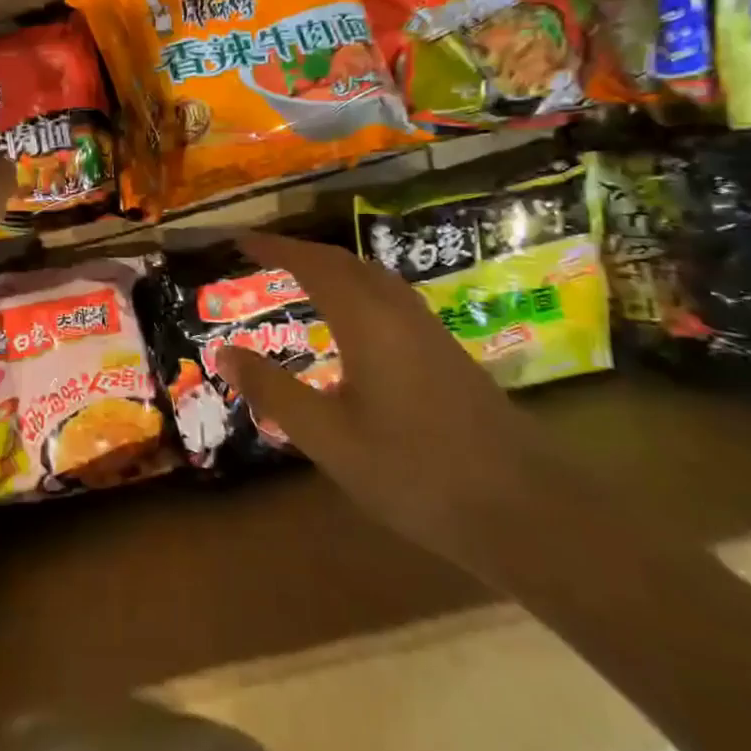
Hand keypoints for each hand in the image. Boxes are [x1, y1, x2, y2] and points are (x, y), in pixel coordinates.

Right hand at [214, 232, 560, 575]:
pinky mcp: (447, 353)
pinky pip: (390, 298)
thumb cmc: (415, 472)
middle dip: (300, 251)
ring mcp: (428, 330)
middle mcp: (397, 311)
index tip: (239, 241)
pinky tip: (354, 323)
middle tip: (263, 256)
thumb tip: (224, 352)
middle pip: (344, 262)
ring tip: (301, 278)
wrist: (526, 509)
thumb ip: (273, 391)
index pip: (311, 264)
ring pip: (373, 277)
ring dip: (333, 267)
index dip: (273, 247)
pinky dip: (357, 289)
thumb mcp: (328, 438)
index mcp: (366, 320)